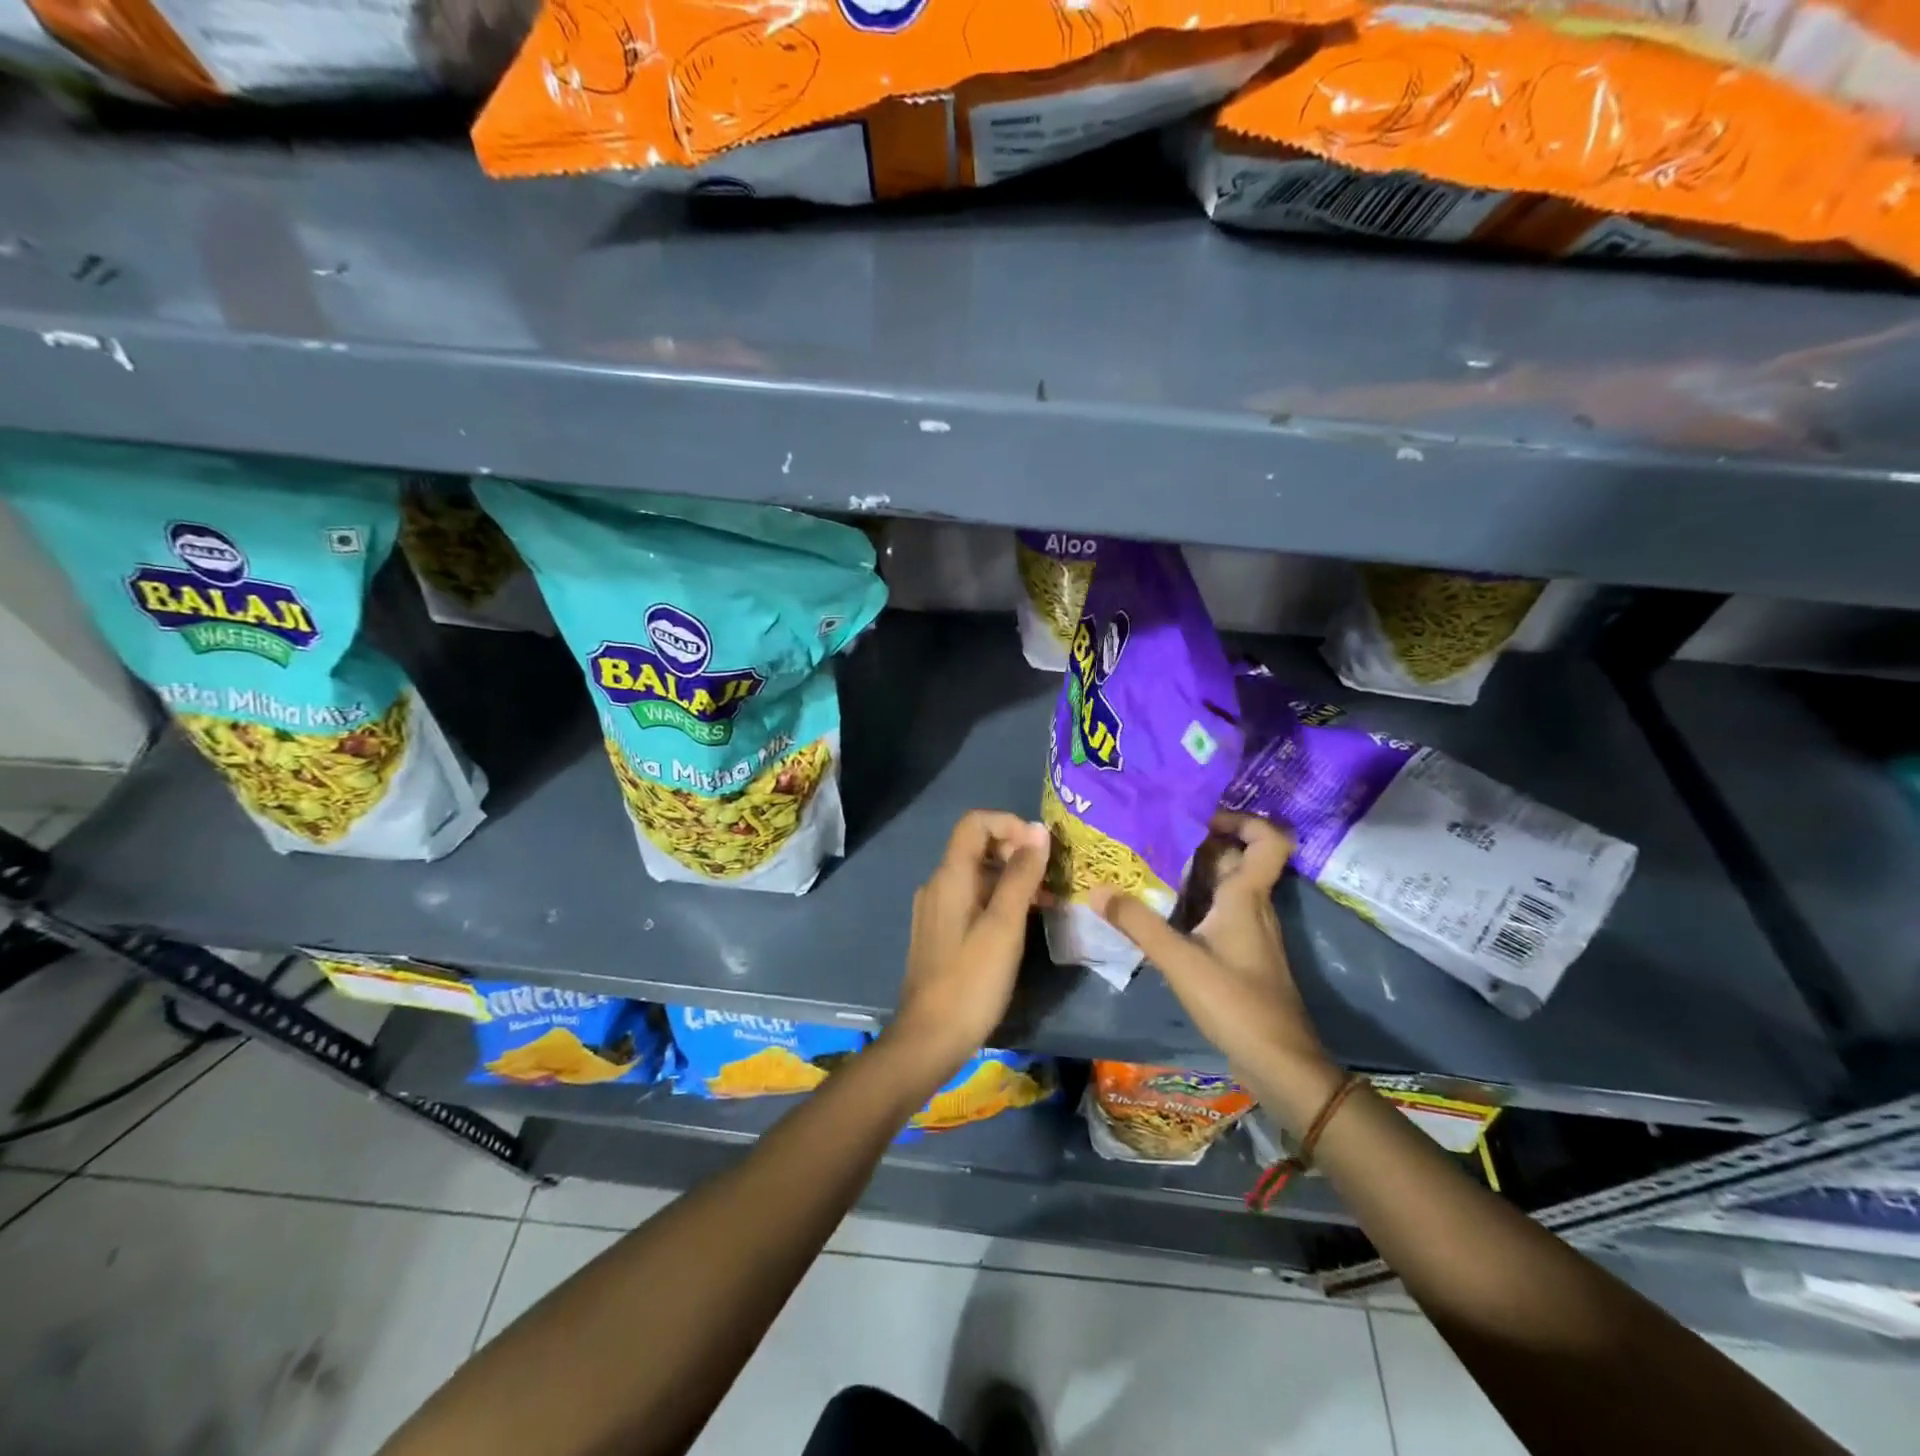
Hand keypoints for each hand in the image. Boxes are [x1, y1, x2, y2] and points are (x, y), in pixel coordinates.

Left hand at [889, 811, 1050, 1075]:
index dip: (1010, 824)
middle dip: (1017, 853)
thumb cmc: (972, 980)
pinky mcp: (941, 932)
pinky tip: (1023, 924)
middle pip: (978, 847)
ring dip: (1013, 879)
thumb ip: (1021, 875)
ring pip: (978, 875)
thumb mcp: (1005, 925)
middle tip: (1051, 880)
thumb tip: (1038, 830)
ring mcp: (936, 909)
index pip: (975, 822)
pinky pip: (972, 899)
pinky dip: (999, 900)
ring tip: (1047, 904)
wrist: (929, 1038)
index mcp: (950, 876)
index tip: (1041, 849)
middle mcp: (938, 884)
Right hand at [1089, 812, 1342, 1130]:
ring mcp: (1248, 932)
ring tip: (1144, 866)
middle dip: (1197, 843)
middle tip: (1151, 836)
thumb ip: (1138, 923)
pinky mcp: (1239, 954)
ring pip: (1223, 887)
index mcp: (1247, 897)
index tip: (1200, 818)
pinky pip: (1216, 912)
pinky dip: (1191, 903)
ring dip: (1190, 874)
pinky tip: (1158, 912)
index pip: (1268, 840)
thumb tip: (1097, 889)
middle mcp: (1252, 906)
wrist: (1278, 1062)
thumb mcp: (1180, 960)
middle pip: (1234, 859)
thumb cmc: (1236, 1002)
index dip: (1242, 820)